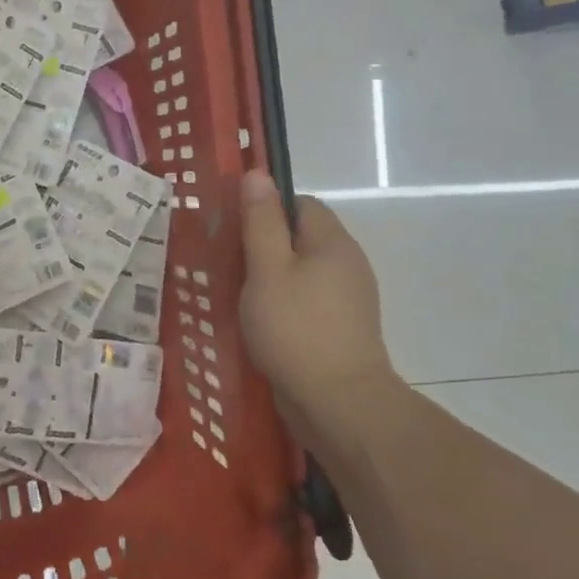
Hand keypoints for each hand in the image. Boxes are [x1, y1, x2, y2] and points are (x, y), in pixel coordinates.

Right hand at [239, 171, 401, 450]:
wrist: (339, 404)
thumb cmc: (296, 329)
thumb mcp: (267, 269)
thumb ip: (260, 222)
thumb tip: (257, 173)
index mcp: (332, 243)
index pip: (300, 204)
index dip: (266, 209)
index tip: (234, 230)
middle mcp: (348, 264)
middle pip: (301, 238)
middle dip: (265, 246)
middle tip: (229, 263)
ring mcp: (349, 300)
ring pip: (303, 272)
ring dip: (272, 278)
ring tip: (238, 294)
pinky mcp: (342, 330)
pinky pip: (308, 301)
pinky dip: (284, 304)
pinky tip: (260, 323)